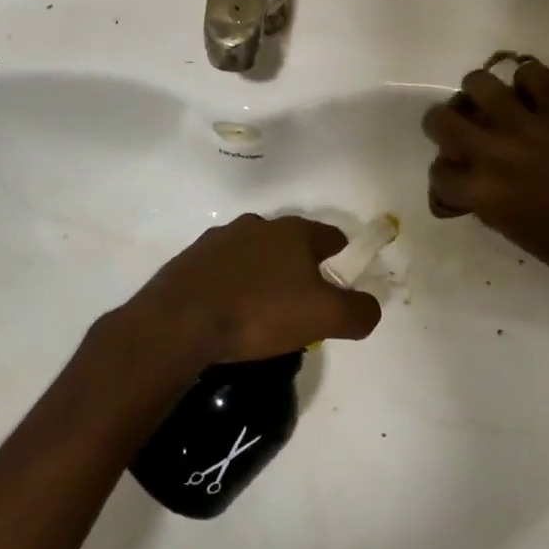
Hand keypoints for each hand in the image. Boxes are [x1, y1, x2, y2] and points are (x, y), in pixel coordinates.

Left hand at [121, 214, 381, 366]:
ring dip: (264, 277)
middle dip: (301, 271)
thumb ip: (359, 312)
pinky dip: (232, 287)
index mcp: (294, 231)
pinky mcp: (190, 260)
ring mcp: (219, 240)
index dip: (343, 261)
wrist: (178, 323)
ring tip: (261, 315)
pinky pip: (223, 271)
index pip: (333, 237)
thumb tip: (371, 308)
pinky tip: (228, 315)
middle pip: (293, 246)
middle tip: (302, 308)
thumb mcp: (324, 317)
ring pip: (256, 256)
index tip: (341, 290)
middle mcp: (258, 225)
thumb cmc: (259, 313)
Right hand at [422, 58, 548, 286]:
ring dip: (487, 90)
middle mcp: (498, 151)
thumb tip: (479, 182)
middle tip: (462, 123)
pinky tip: (540, 91)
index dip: (444, 175)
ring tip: (501, 100)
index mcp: (485, 192)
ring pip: (485, 82)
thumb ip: (490, 202)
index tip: (456, 175)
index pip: (439, 174)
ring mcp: (533, 125)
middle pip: (442, 117)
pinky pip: (539, 75)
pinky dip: (535, 81)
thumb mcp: (516, 232)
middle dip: (444, 119)